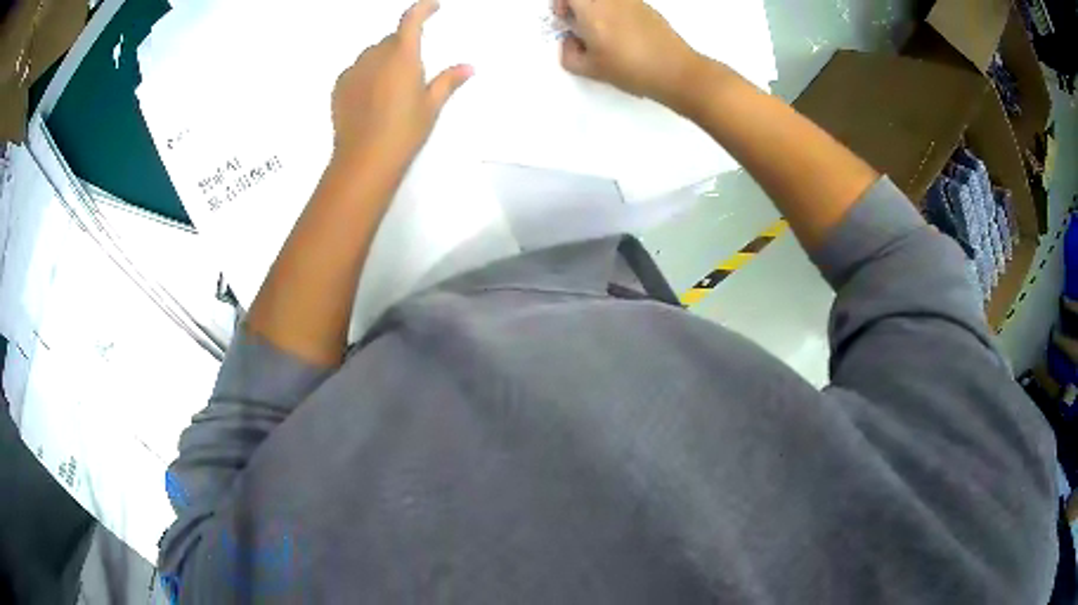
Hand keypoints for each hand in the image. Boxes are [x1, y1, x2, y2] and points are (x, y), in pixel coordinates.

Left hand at [330, 0, 471, 178]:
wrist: (364, 160)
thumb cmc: (404, 131)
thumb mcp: (431, 106)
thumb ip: (448, 81)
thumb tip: (468, 67)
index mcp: (402, 56)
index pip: (411, 20)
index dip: (423, 9)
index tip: (432, 6)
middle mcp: (375, 56)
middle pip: (391, 40)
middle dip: (403, 46)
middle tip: (412, 70)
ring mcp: (353, 71)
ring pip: (372, 54)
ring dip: (383, 60)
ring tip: (390, 87)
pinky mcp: (339, 87)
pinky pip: (356, 70)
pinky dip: (366, 74)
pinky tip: (371, 97)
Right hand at [554, 0, 702, 106]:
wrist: (674, 70)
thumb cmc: (629, 68)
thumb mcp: (590, 70)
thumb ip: (569, 54)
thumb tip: (571, 42)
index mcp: (592, 11)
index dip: (561, 4)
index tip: (564, 18)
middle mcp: (611, 1)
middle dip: (579, 5)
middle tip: (581, 22)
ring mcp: (631, 1)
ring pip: (607, 0)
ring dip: (598, 8)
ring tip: (603, 30)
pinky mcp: (647, 8)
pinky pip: (623, 3)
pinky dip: (616, 11)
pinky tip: (624, 34)